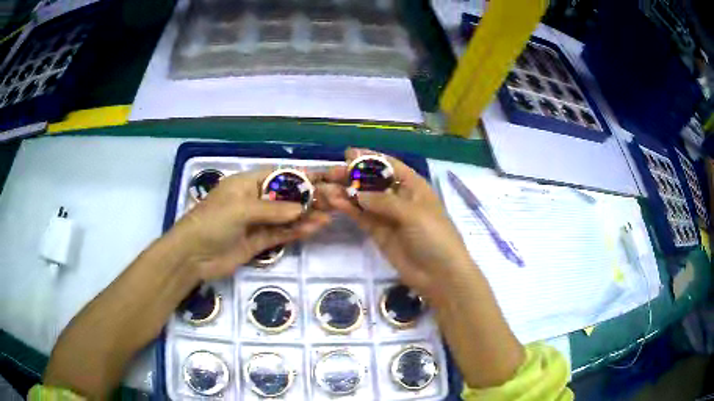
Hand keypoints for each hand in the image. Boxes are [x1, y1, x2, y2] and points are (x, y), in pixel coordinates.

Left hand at [170, 169, 330, 280]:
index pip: (279, 176)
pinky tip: (314, 228)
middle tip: (334, 200)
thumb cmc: (212, 222)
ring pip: (287, 216)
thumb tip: (302, 208)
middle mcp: (254, 200)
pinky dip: (297, 231)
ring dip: (307, 215)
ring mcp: (257, 222)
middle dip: (309, 197)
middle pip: (286, 196)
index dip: (302, 176)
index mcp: (246, 184)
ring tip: (330, 215)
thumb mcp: (240, 209)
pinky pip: (281, 234)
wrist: (192, 256)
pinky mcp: (259, 242)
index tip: (325, 177)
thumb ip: (272, 209)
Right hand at [318, 148, 472, 299]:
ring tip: (324, 187)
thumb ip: (384, 201)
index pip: (390, 166)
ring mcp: (388, 216)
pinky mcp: (379, 233)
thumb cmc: (434, 236)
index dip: (371, 158)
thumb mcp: (413, 213)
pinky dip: (348, 209)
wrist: (440, 275)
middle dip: (352, 175)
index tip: (348, 153)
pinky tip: (334, 201)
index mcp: (414, 186)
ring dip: (346, 192)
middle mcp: (400, 197)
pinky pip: (362, 216)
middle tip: (330, 172)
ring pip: (364, 199)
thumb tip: (356, 193)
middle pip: (373, 181)